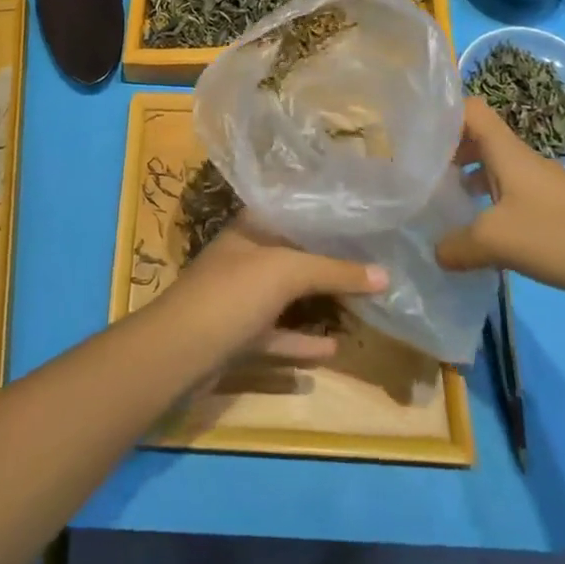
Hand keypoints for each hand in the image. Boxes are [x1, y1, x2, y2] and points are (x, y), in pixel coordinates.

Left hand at [163, 214, 386, 362]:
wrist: (179, 353)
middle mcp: (244, 257)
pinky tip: (335, 348)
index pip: (289, 210)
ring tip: (360, 301)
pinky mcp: (239, 336)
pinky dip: (304, 340)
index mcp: (249, 229)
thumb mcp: (285, 272)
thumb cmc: (231, 294)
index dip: (321, 212)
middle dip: (327, 258)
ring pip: (286, 295)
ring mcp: (240, 297)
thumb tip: (385, 274)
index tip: (358, 216)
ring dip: (318, 299)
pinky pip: (279, 334)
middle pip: (291, 253)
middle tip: (370, 259)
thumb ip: (333, 270)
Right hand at [436, 97, 564, 303]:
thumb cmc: (560, 235)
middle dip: (448, 150)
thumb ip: (457, 245)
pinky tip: (480, 233)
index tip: (416, 131)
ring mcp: (539, 185)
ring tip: (443, 201)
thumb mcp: (496, 240)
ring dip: (468, 178)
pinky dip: (489, 204)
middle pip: (478, 138)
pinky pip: (510, 195)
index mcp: (505, 151)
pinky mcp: (553, 211)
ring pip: (493, 168)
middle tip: (421, 171)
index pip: (470, 109)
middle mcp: (520, 160)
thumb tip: (434, 252)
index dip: (443, 112)